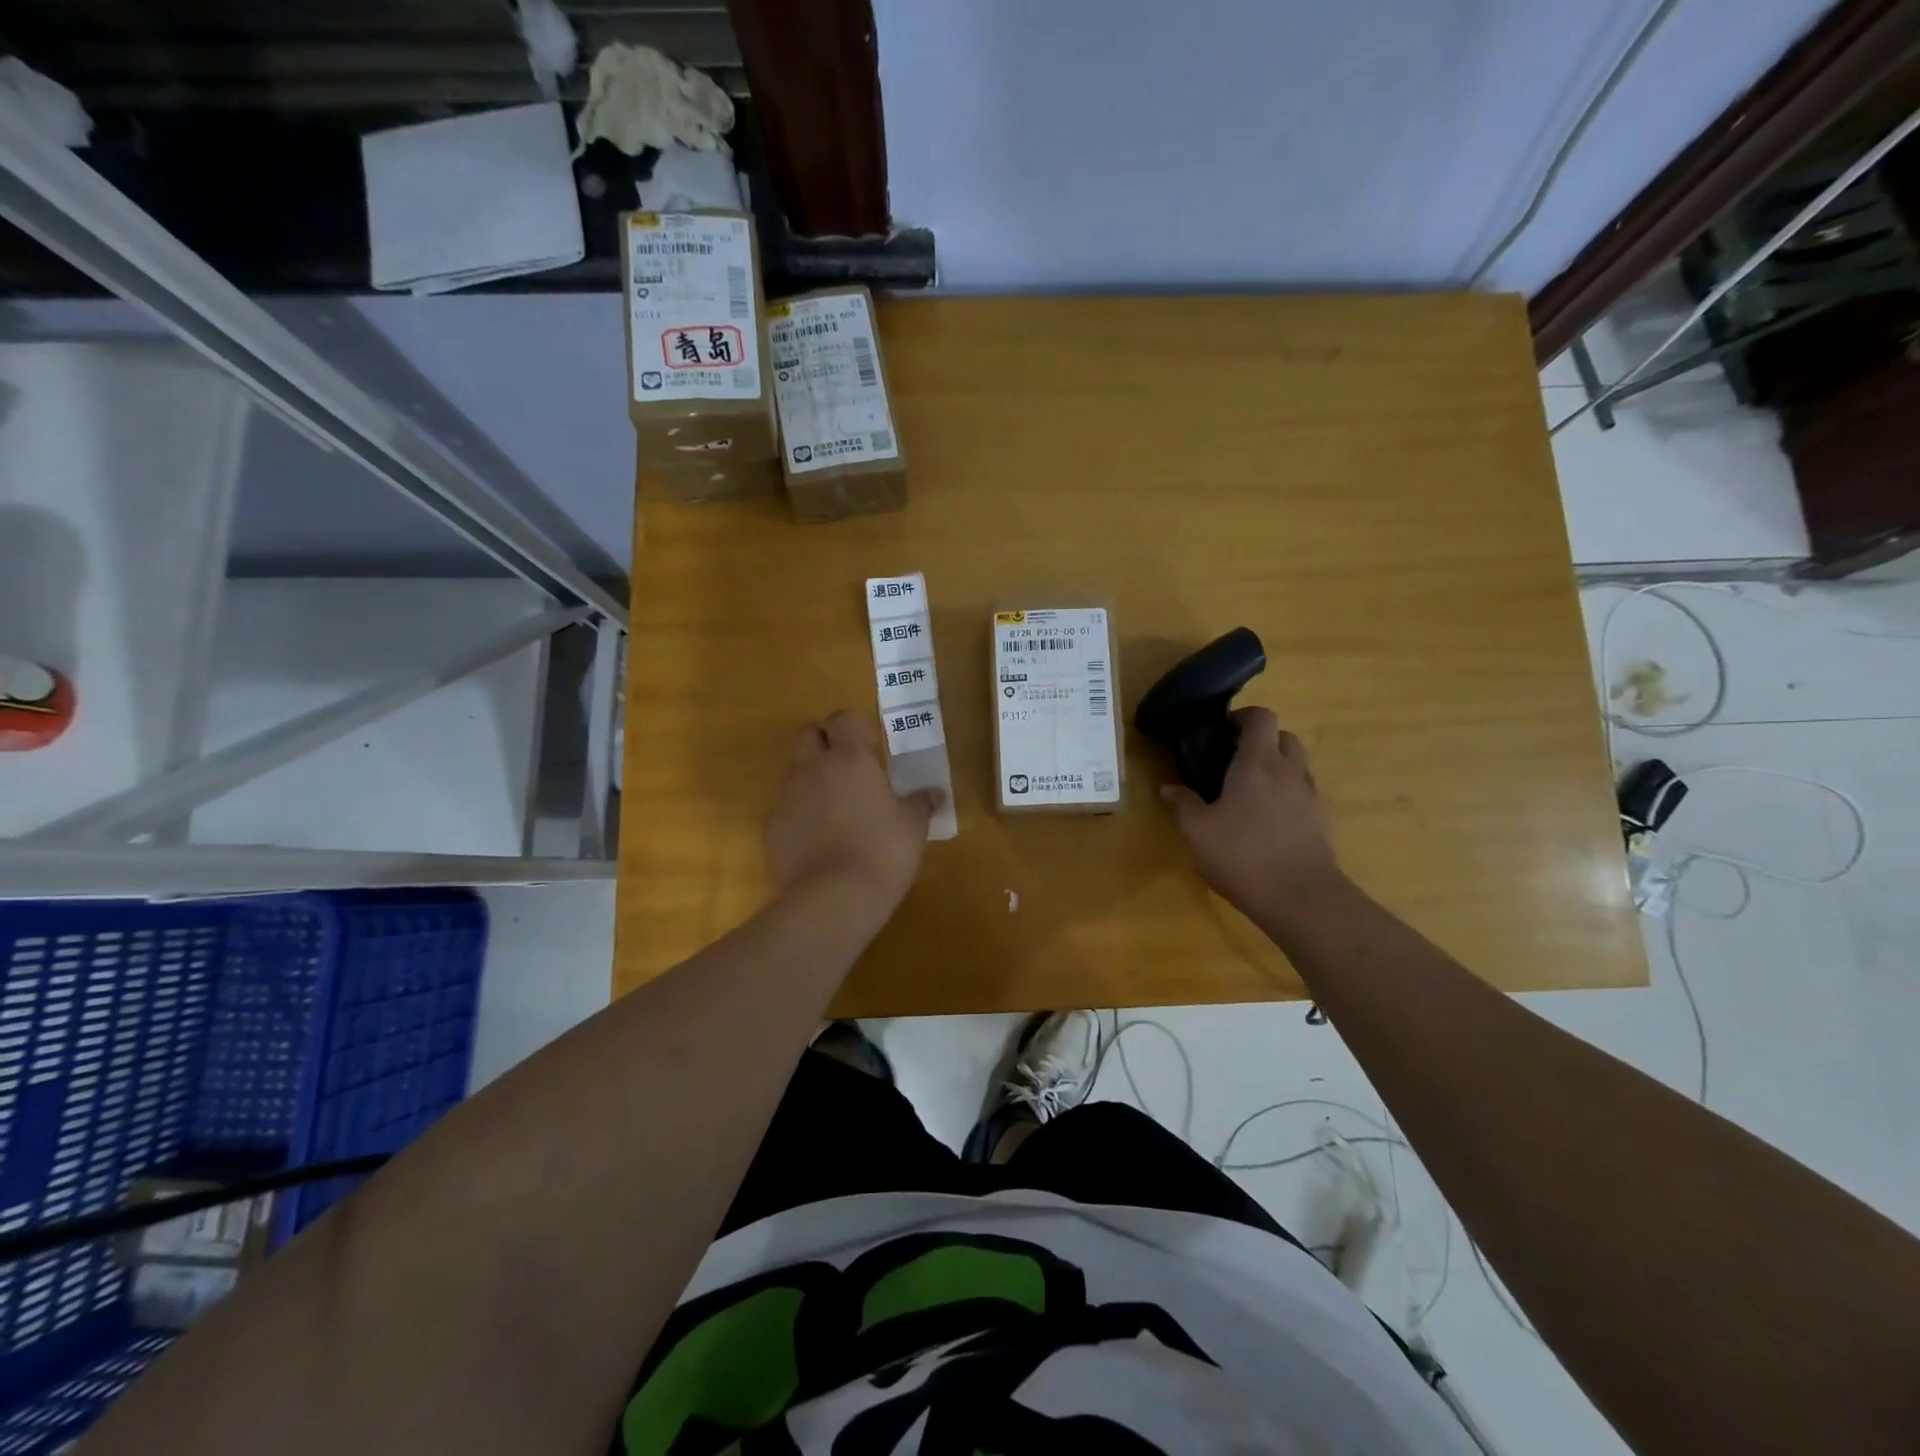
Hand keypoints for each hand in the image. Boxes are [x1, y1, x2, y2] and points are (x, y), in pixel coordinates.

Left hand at [766, 709, 940, 910]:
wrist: (833, 898)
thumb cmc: (883, 852)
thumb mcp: (913, 827)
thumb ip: (921, 804)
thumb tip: (935, 794)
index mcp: (850, 758)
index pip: (843, 718)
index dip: (854, 728)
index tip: (870, 748)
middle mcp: (813, 768)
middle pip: (807, 734)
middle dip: (823, 742)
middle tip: (846, 768)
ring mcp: (787, 797)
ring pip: (793, 771)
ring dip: (810, 778)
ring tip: (834, 808)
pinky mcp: (772, 827)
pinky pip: (786, 808)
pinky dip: (799, 814)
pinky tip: (818, 839)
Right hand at [1160, 708, 1342, 924]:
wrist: (1300, 898)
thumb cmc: (1242, 856)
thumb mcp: (1198, 832)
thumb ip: (1183, 805)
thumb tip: (1168, 788)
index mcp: (1258, 763)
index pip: (1261, 718)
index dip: (1243, 716)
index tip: (1222, 731)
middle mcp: (1289, 771)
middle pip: (1284, 736)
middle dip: (1262, 740)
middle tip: (1235, 759)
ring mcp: (1309, 795)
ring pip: (1297, 764)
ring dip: (1277, 765)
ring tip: (1249, 789)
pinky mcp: (1321, 820)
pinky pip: (1303, 792)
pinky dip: (1287, 793)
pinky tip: (1266, 818)